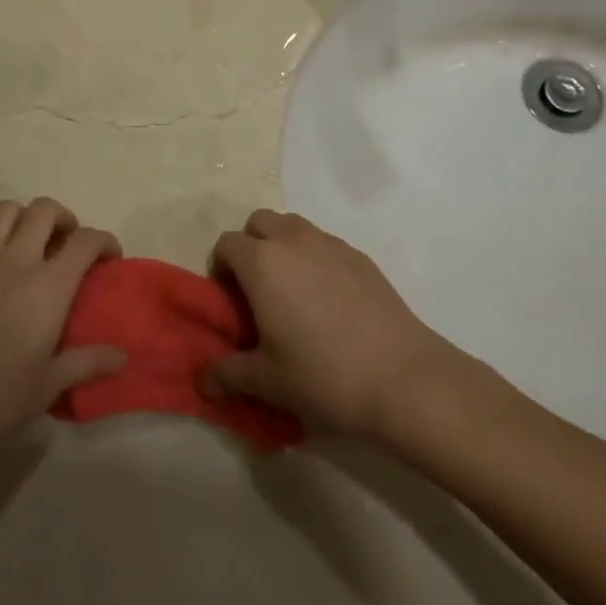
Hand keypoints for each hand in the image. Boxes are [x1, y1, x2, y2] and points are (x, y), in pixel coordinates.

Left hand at [0, 198, 124, 488]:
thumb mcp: (50, 385)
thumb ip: (88, 362)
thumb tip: (123, 358)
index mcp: (48, 287)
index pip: (85, 241)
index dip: (105, 241)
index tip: (110, 257)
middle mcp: (16, 262)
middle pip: (44, 210)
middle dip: (63, 218)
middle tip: (67, 244)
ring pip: (5, 211)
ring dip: (23, 218)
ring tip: (29, 244)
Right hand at [203, 209, 461, 438]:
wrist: (403, 378)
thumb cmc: (324, 376)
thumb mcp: (267, 382)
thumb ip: (227, 375)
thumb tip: (202, 381)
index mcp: (263, 262)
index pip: (226, 244)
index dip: (221, 270)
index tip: (230, 304)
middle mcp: (293, 240)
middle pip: (259, 222)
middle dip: (250, 247)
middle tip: (257, 292)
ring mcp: (330, 243)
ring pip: (293, 227)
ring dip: (283, 247)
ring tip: (293, 294)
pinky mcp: (360, 256)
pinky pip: (324, 243)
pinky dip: (315, 259)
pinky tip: (329, 303)